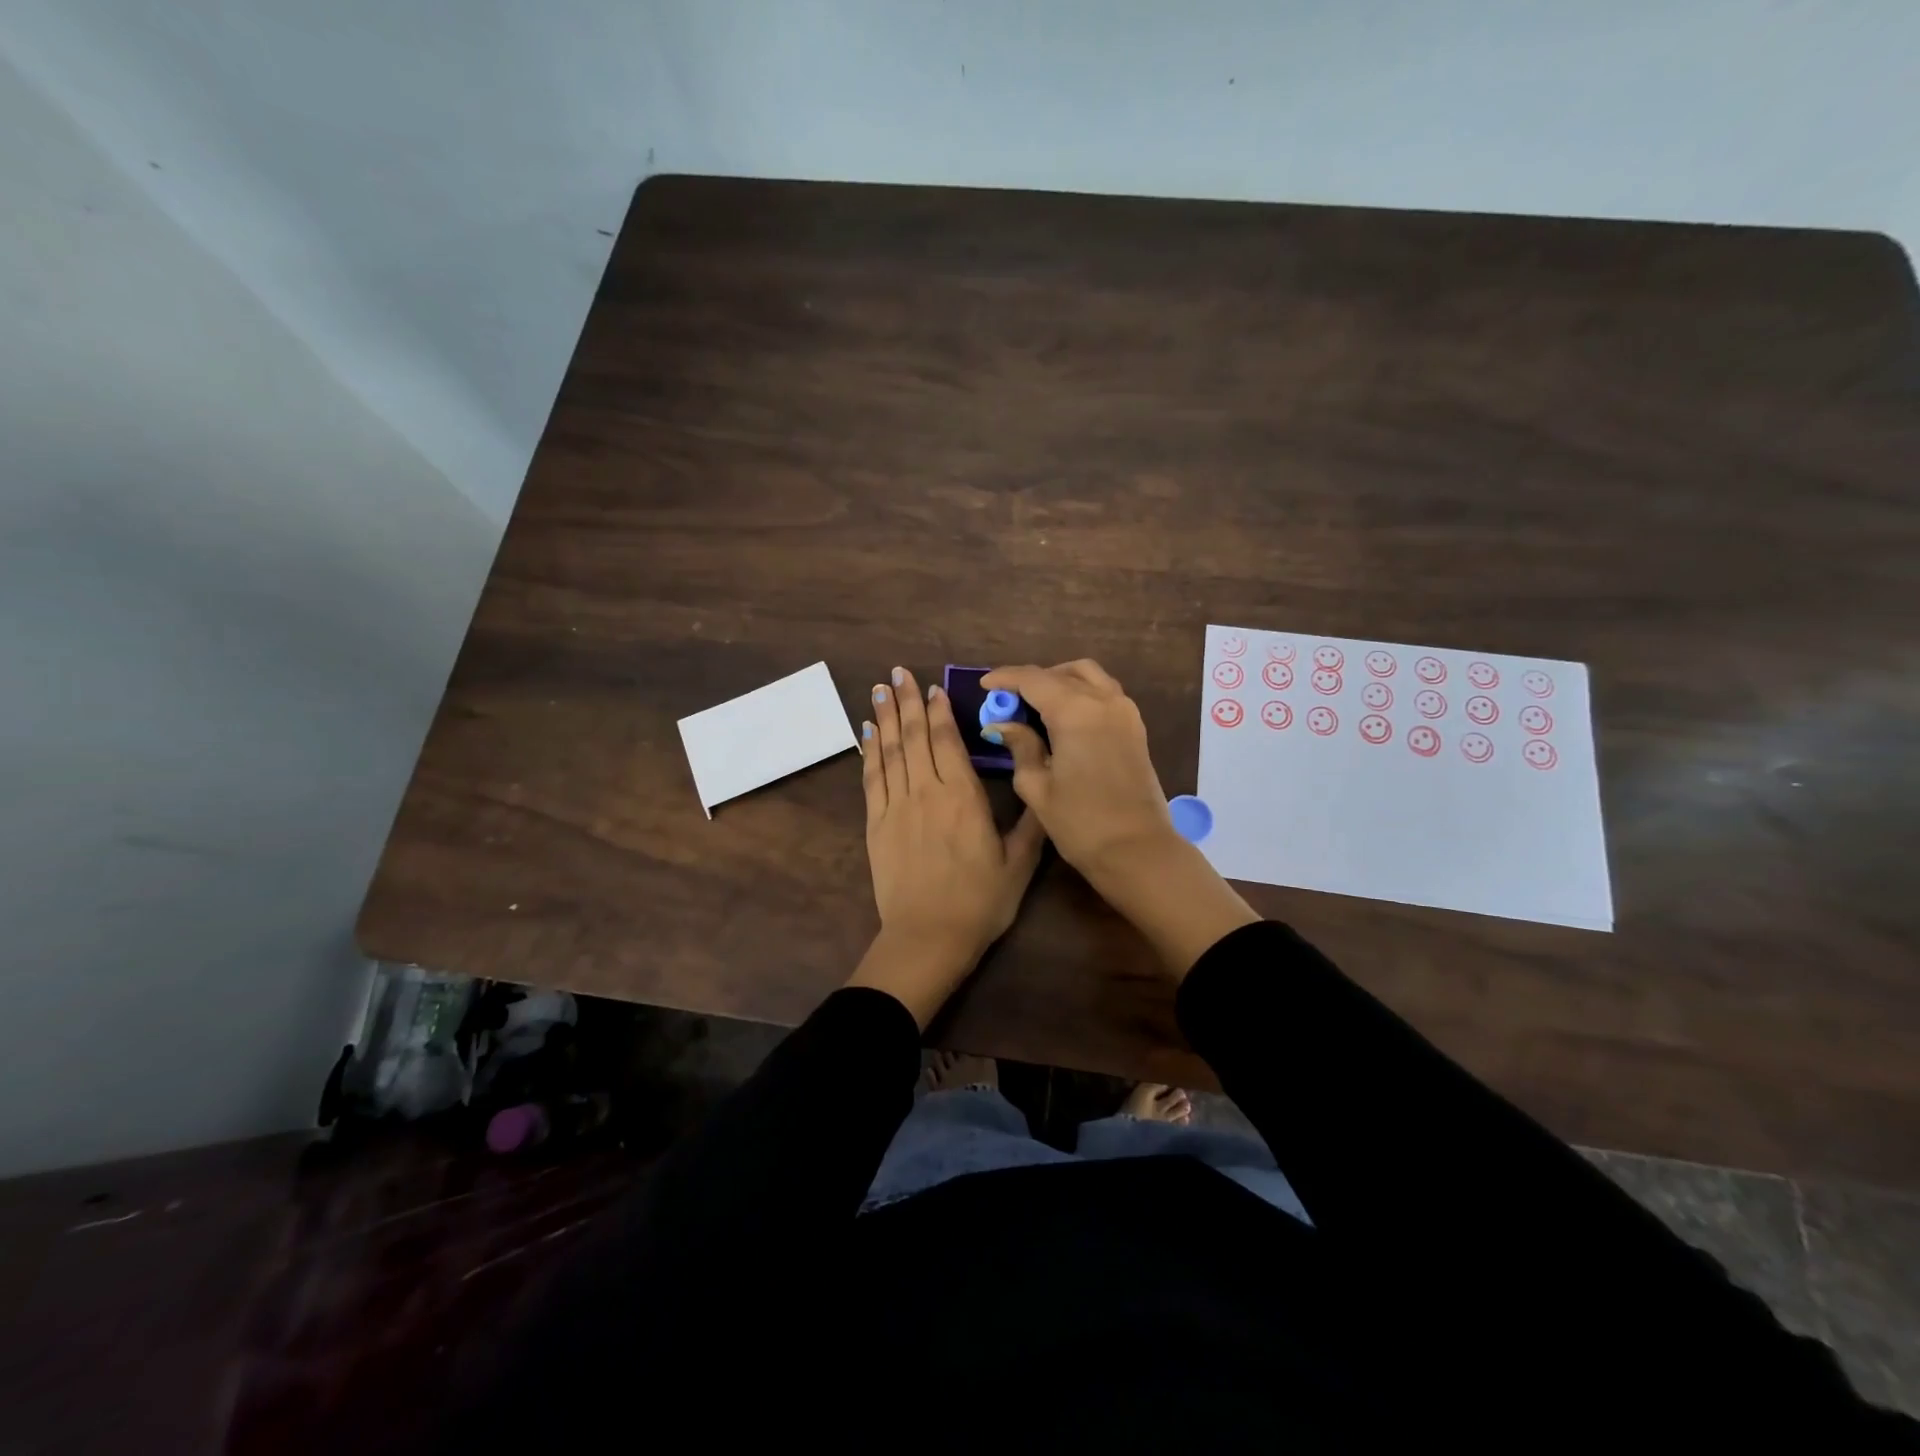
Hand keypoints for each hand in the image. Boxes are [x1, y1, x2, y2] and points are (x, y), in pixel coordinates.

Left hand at [847, 666, 1045, 1025]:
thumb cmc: (980, 902)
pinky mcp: (876, 824)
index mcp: (963, 798)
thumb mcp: (1019, 865)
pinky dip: (868, 752)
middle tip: (897, 672)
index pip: (947, 742)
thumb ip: (1030, 823)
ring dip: (884, 717)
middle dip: (906, 702)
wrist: (928, 938)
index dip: (939, 712)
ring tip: (879, 689)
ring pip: (889, 751)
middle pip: (914, 737)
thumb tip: (1041, 787)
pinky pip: (871, 778)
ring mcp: (896, 807)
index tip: (932, 687)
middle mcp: (926, 792)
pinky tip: (866, 733)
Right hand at [981, 660, 1257, 977]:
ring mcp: (1125, 711)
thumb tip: (1003, 725)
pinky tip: (1064, 716)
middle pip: (1061, 673)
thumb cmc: (1080, 823)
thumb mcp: (1037, 786)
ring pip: (1088, 675)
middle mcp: (1103, 700)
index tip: (985, 686)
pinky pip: (1104, 692)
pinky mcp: (1135, 726)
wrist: (1136, 850)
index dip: (1006, 678)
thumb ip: (1020, 747)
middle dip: (1032, 680)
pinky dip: (1081, 691)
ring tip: (1036, 703)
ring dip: (1060, 680)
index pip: (1033, 679)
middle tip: (1009, 700)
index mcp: (1075, 711)